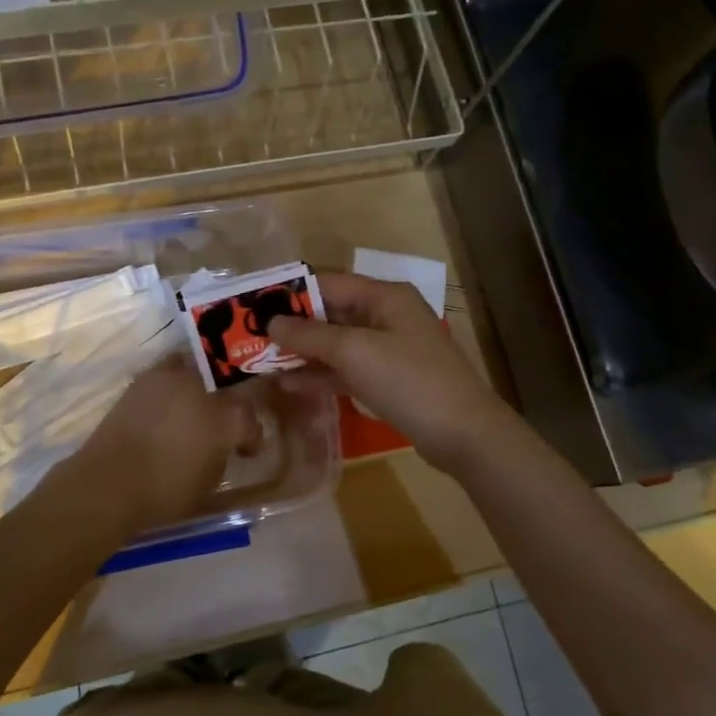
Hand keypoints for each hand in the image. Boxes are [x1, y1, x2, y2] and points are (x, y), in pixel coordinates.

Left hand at [62, 358, 262, 534]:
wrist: (108, 482)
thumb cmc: (164, 491)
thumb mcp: (208, 481)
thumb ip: (221, 455)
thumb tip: (221, 446)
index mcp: (226, 416)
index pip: (250, 419)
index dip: (251, 437)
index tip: (245, 451)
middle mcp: (202, 387)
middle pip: (225, 384)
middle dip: (227, 402)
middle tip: (221, 422)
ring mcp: (170, 378)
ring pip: (196, 369)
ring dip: (200, 385)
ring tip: (193, 406)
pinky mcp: (142, 380)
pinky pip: (167, 374)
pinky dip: (171, 387)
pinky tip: (167, 407)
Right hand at [268, 272, 518, 471]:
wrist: (463, 433)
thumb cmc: (409, 380)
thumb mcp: (354, 352)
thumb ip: (310, 336)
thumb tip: (271, 323)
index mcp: (384, 296)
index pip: (329, 283)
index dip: (291, 293)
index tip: (254, 307)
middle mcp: (386, 316)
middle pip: (331, 313)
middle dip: (293, 326)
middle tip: (251, 338)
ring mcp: (389, 349)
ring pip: (337, 344)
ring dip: (303, 352)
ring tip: (261, 362)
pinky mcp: (388, 379)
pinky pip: (347, 369)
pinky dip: (321, 374)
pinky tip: (290, 384)